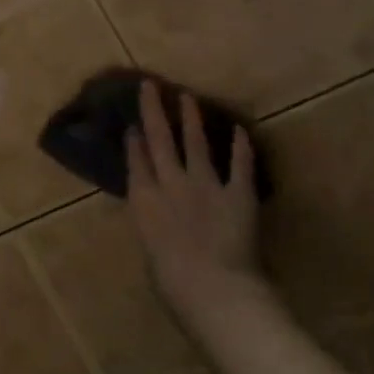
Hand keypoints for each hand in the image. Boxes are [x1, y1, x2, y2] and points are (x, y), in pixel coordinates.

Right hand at [125, 82, 267, 314]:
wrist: (213, 287)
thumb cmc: (171, 282)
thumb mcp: (150, 250)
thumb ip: (153, 226)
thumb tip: (159, 219)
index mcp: (144, 200)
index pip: (136, 161)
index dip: (134, 140)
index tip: (133, 124)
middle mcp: (170, 183)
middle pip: (159, 140)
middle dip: (153, 111)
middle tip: (150, 85)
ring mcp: (205, 184)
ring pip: (195, 143)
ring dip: (191, 118)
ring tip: (187, 97)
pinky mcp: (238, 192)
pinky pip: (239, 164)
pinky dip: (240, 146)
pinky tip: (239, 130)